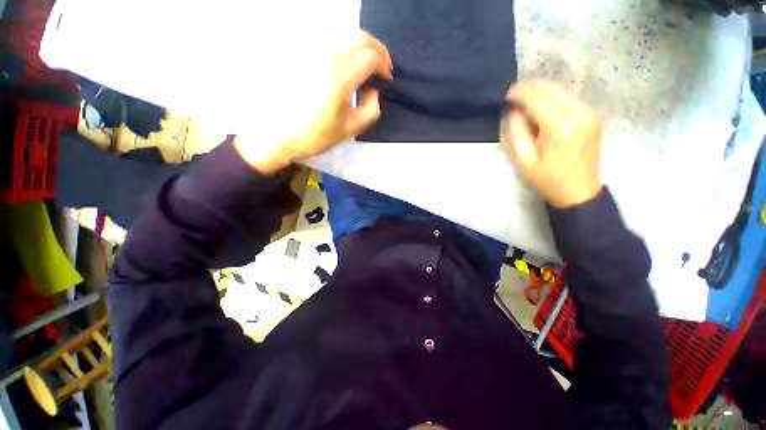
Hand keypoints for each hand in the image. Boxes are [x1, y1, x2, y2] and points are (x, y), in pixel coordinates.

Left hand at [235, 31, 392, 173]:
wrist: (276, 134)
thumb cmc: (315, 135)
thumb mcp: (350, 129)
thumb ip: (371, 109)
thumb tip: (373, 91)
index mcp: (340, 75)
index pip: (371, 57)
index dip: (384, 67)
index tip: (386, 80)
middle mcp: (325, 54)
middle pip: (359, 36)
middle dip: (377, 50)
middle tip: (382, 68)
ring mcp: (310, 50)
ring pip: (344, 36)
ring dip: (361, 48)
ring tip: (365, 68)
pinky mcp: (300, 53)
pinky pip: (328, 43)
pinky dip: (344, 50)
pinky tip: (345, 66)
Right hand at [502, 81, 602, 207]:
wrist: (578, 190)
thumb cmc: (546, 178)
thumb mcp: (523, 159)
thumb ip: (516, 131)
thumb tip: (514, 110)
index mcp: (560, 128)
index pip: (537, 99)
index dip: (520, 93)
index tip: (506, 94)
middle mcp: (579, 114)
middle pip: (551, 89)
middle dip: (530, 88)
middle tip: (513, 94)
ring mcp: (589, 113)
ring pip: (561, 90)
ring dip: (541, 91)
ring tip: (524, 99)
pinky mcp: (593, 115)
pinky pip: (569, 98)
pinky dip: (553, 97)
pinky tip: (542, 105)